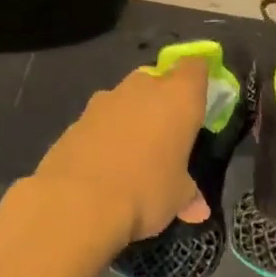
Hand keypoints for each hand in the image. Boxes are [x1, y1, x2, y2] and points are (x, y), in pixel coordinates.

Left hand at [33, 61, 210, 251]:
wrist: (77, 202)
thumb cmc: (145, 191)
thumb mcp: (177, 198)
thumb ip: (189, 195)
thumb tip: (198, 210)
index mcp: (178, 98)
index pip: (194, 67)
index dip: (197, 78)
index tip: (199, 98)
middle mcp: (141, 89)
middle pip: (156, 80)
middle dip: (161, 100)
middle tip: (166, 133)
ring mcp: (104, 101)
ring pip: (124, 99)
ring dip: (130, 117)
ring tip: (133, 153)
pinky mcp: (75, 120)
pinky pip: (99, 121)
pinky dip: (104, 135)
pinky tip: (103, 165)